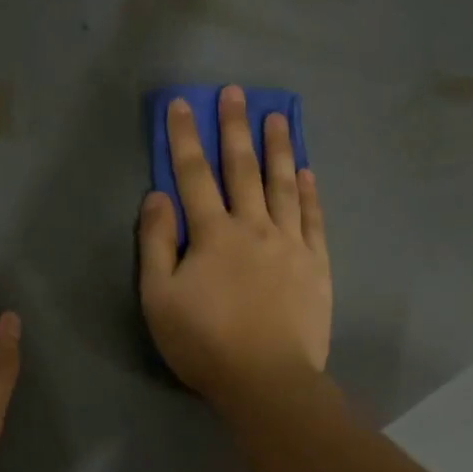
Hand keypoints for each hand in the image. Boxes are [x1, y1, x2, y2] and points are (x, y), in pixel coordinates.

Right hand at [138, 86, 330, 407]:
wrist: (267, 380)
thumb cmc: (204, 342)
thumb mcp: (158, 298)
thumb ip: (156, 243)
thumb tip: (157, 196)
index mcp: (212, 234)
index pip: (193, 176)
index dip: (185, 138)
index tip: (182, 104)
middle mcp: (253, 227)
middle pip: (242, 169)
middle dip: (235, 128)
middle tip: (235, 92)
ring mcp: (290, 243)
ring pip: (282, 185)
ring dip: (277, 148)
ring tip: (278, 116)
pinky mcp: (315, 264)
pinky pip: (312, 218)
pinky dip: (307, 191)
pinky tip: (305, 171)